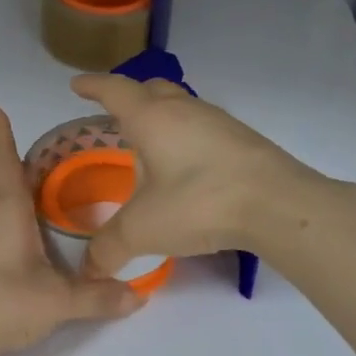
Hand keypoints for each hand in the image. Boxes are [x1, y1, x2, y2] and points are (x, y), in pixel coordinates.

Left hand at [0, 104, 140, 355]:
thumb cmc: (0, 302)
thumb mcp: (56, 301)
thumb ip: (97, 297)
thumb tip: (137, 297)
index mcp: (2, 205)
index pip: (1, 157)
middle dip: (15, 160)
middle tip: (47, 157)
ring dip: (7, 187)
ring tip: (37, 189)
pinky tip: (17, 232)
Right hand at [67, 73, 320, 277]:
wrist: (278, 205)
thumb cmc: (198, 202)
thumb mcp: (143, 229)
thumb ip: (109, 247)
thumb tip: (90, 269)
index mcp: (152, 118)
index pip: (114, 91)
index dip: (92, 86)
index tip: (76, 85)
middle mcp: (184, 110)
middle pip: (152, 89)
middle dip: (130, 96)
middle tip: (115, 113)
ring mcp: (219, 122)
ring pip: (182, 106)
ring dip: (162, 116)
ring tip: (151, 143)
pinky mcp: (244, 140)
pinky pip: (203, 127)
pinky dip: (186, 136)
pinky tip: (187, 165)